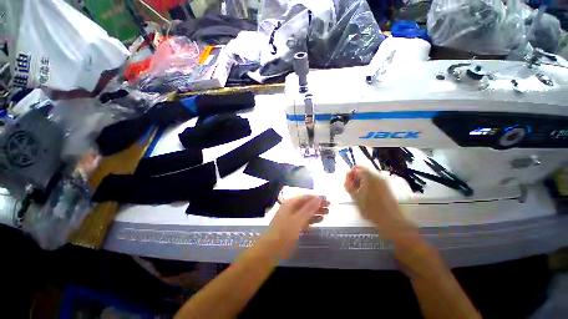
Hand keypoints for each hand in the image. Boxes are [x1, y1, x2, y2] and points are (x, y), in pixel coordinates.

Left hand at [264, 195, 328, 257]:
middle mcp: (291, 208)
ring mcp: (292, 217)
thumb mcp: (298, 220)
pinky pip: (304, 220)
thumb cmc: (284, 233)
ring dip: (316, 212)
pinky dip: (312, 219)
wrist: (270, 250)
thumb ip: (309, 208)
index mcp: (290, 203)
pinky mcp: (293, 226)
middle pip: (306, 204)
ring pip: (306, 212)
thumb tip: (319, 197)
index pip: (306, 197)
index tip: (328, 200)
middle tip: (330, 207)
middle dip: (318, 205)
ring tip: (327, 213)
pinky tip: (319, 220)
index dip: (317, 197)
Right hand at [344, 166, 415, 240]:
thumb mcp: (355, 197)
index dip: (350, 175)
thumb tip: (347, 177)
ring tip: (358, 194)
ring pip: (369, 177)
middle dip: (356, 179)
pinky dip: (368, 186)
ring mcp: (383, 182)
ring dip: (361, 183)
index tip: (348, 184)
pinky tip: (366, 196)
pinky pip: (374, 182)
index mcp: (369, 177)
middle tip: (352, 189)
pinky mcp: (386, 188)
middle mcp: (377, 176)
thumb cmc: (370, 208)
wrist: (390, 220)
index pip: (356, 168)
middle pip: (363, 172)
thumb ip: (349, 185)